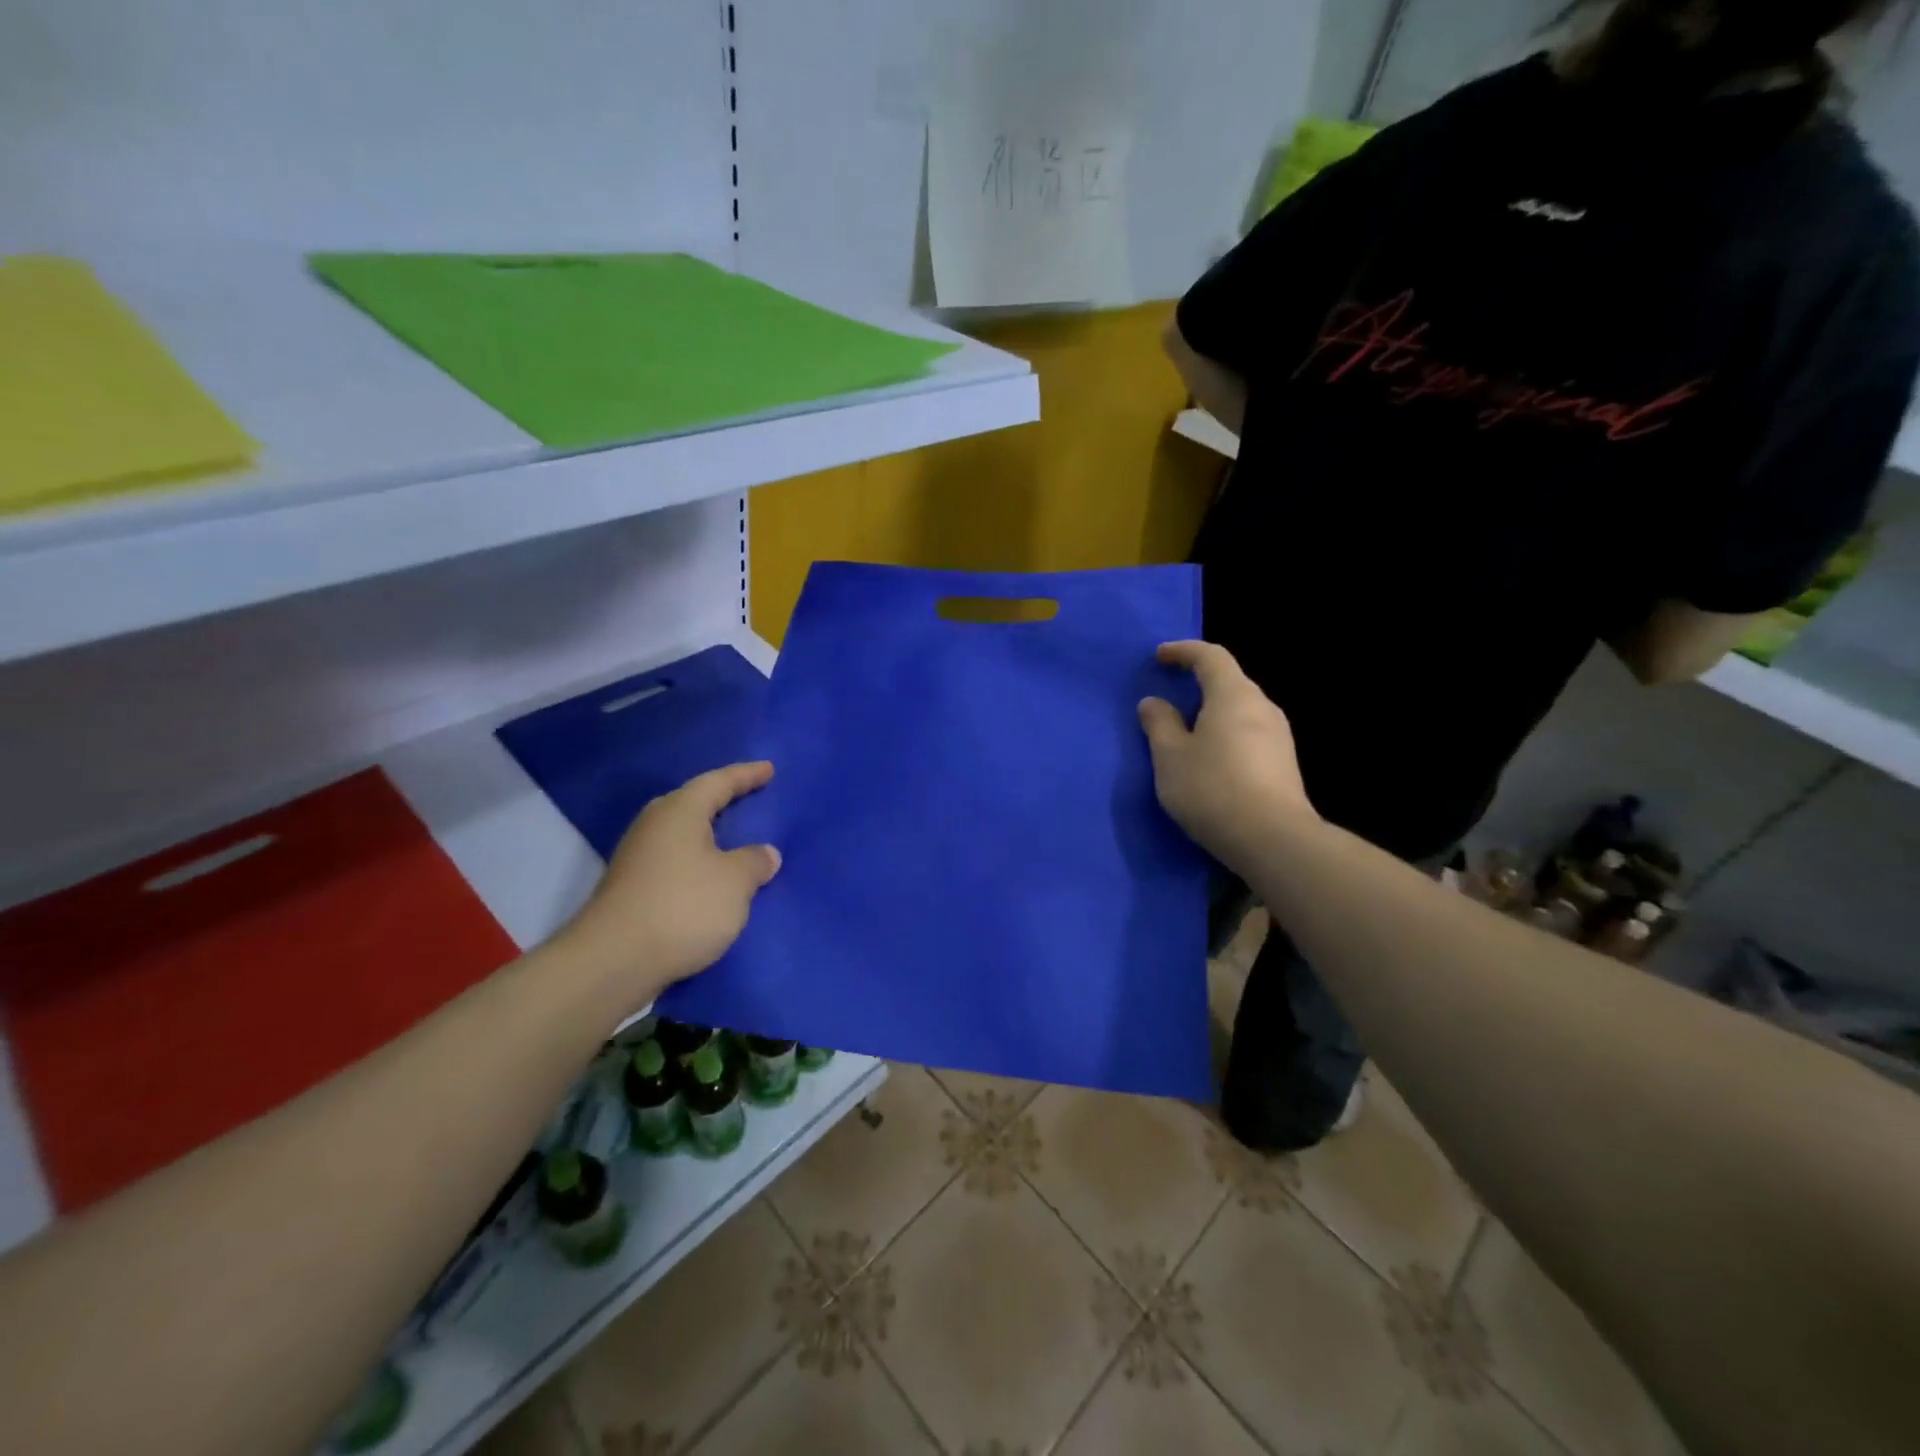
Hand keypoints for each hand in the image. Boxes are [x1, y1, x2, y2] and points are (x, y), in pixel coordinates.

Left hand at [556, 762, 781, 1010]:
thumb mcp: (735, 882)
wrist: (613, 962)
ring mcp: (638, 857)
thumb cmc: (683, 907)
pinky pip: (676, 862)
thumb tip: (764, 853)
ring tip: (737, 841)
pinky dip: (699, 863)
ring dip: (710, 836)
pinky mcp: (632, 888)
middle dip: (723, 800)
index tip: (769, 769)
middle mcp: (655, 825)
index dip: (746, 775)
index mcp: (680, 811)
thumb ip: (754, 862)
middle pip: (694, 803)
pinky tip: (714, 878)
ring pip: (683, 835)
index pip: (718, 782)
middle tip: (752, 799)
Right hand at [1138, 642, 1316, 869]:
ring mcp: (1279, 736)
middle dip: (1199, 682)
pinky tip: (1210, 759)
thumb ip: (1159, 724)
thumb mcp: (1170, 757)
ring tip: (1186, 729)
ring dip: (1213, 711)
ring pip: (1240, 710)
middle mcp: (1262, 707)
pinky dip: (1225, 734)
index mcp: (1233, 695)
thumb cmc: (1213, 788)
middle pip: (1230, 681)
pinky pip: (1248, 734)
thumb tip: (1154, 702)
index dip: (1184, 651)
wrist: (1273, 840)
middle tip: (1171, 693)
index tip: (1160, 656)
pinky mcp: (1284, 764)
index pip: (1210, 656)